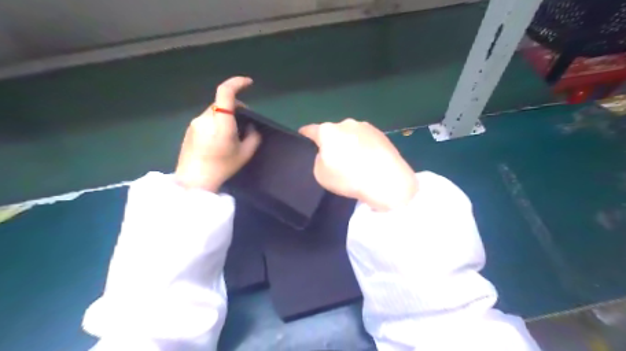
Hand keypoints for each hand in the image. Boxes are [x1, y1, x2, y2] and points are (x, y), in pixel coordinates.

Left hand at [175, 76, 260, 191]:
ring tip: (230, 136)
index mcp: (221, 122)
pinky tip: (217, 141)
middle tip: (244, 124)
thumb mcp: (245, 154)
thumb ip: (253, 136)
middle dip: (235, 107)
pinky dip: (215, 123)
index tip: (249, 83)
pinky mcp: (189, 129)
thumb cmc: (222, 167)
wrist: (194, 181)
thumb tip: (250, 126)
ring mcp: (195, 123)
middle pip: (221, 103)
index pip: (226, 92)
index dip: (237, 83)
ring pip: (214, 111)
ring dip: (224, 116)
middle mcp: (206, 118)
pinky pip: (206, 120)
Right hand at [301, 118, 416, 210]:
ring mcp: (365, 126)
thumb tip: (328, 153)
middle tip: (336, 159)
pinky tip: (369, 161)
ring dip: (349, 143)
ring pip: (350, 134)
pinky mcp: (381, 133)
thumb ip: (319, 159)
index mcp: (328, 131)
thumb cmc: (349, 178)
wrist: (387, 180)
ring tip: (356, 162)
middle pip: (333, 132)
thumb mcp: (321, 174)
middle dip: (332, 142)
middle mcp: (346, 123)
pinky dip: (363, 147)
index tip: (303, 138)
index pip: (311, 130)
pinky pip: (365, 139)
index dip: (305, 135)